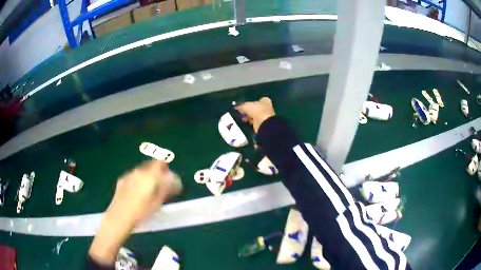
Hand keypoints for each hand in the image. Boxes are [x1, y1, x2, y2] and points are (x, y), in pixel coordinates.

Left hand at [89, 160, 181, 264]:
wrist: (119, 217)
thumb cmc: (141, 213)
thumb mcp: (158, 203)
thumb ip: (166, 189)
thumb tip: (174, 182)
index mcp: (150, 175)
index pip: (161, 162)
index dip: (166, 166)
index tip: (170, 174)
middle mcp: (139, 171)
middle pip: (152, 165)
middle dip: (158, 172)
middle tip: (162, 183)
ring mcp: (129, 175)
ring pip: (142, 171)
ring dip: (148, 176)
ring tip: (151, 190)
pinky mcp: (122, 180)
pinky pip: (134, 176)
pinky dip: (139, 180)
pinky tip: (139, 192)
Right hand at [235, 97, 275, 132]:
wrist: (263, 123)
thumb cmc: (256, 110)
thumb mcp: (246, 105)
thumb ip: (241, 106)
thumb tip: (236, 107)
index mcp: (265, 100)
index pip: (256, 100)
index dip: (249, 102)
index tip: (243, 105)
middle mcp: (267, 107)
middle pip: (255, 108)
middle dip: (248, 110)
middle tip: (241, 111)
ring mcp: (265, 116)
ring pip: (254, 115)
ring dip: (248, 116)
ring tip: (242, 116)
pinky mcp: (262, 123)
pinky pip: (254, 121)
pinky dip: (249, 121)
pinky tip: (245, 121)